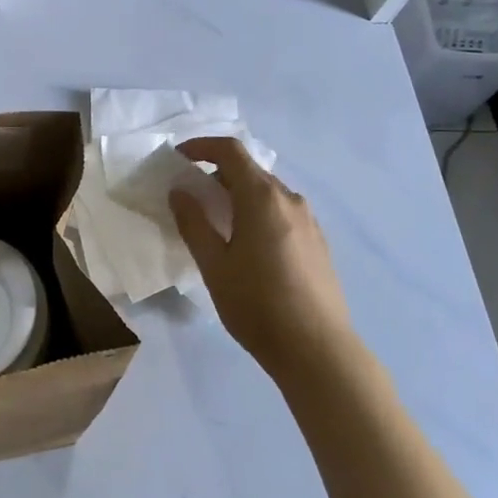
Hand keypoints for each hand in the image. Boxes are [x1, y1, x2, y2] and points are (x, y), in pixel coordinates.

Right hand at [169, 137, 355, 373]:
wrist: (318, 351)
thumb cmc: (258, 305)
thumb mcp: (214, 265)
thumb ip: (193, 223)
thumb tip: (180, 191)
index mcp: (262, 198)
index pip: (231, 152)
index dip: (201, 147)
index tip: (178, 158)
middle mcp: (290, 200)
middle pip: (249, 171)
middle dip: (217, 175)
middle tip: (192, 198)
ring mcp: (309, 221)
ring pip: (267, 193)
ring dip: (238, 196)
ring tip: (217, 225)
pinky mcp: (318, 242)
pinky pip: (282, 213)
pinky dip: (258, 213)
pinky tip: (248, 247)